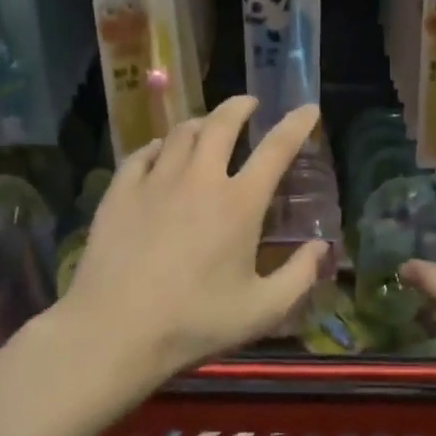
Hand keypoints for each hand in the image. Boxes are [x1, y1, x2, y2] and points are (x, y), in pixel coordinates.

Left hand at [60, 95, 328, 382]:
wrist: (114, 331)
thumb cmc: (194, 322)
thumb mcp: (262, 311)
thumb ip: (299, 276)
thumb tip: (322, 247)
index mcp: (239, 202)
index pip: (276, 148)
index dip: (296, 124)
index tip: (307, 108)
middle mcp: (200, 178)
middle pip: (222, 123)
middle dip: (240, 106)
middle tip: (249, 104)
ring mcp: (156, 180)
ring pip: (182, 132)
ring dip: (201, 122)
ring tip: (208, 126)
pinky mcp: (121, 190)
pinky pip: (144, 153)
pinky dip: (160, 146)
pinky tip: (161, 152)